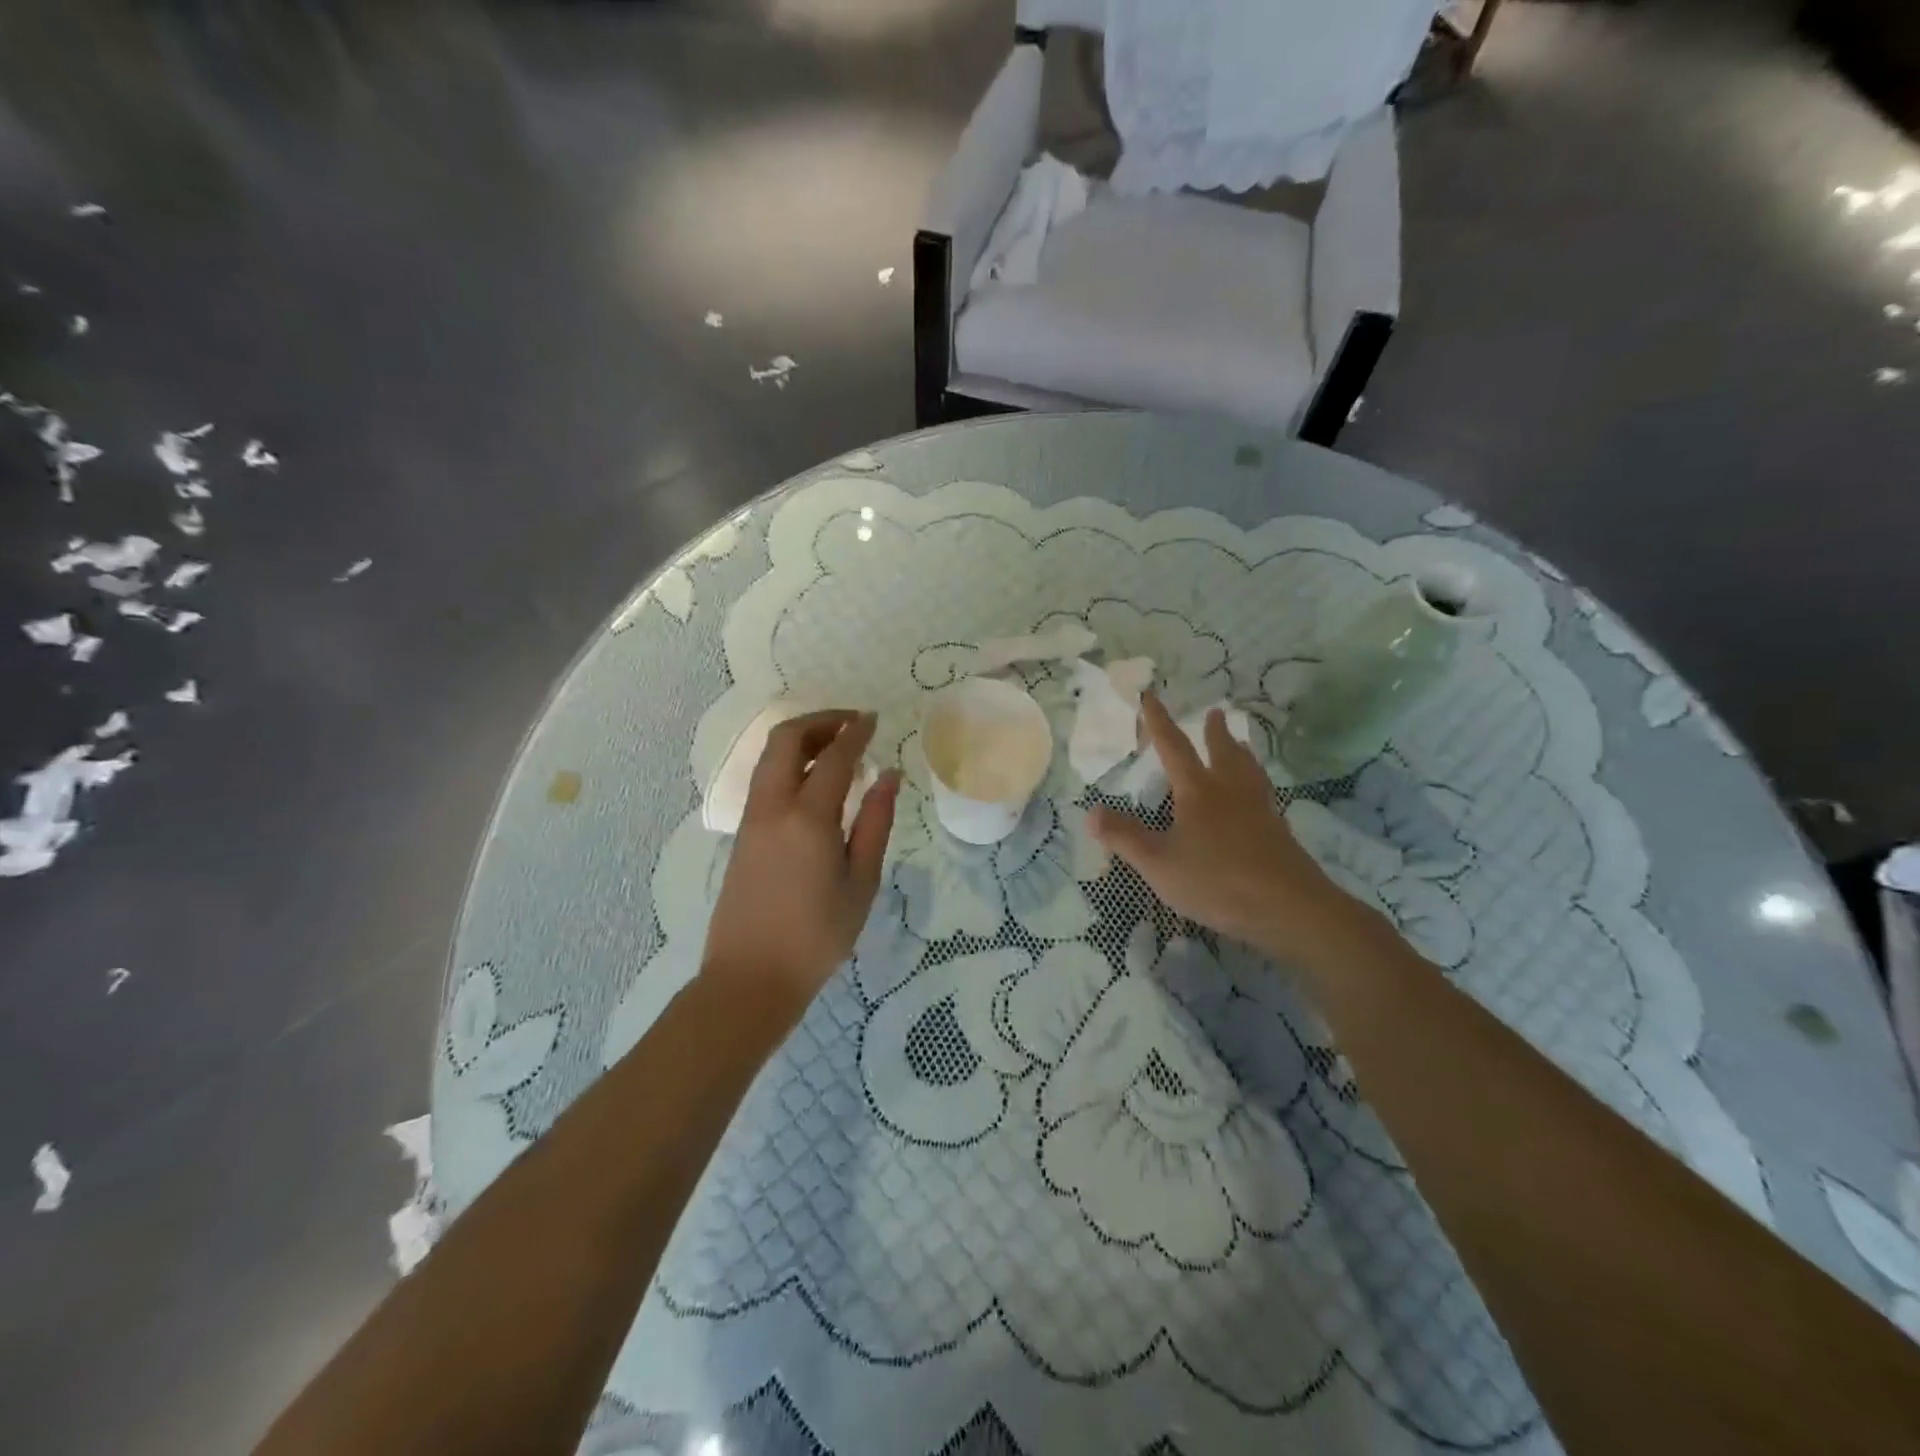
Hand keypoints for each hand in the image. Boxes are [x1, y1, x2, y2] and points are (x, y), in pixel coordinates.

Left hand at [702, 710, 899, 1010]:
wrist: (751, 977)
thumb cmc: (817, 936)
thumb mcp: (861, 882)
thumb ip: (876, 823)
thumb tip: (888, 776)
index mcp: (808, 817)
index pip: (834, 757)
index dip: (856, 732)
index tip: (875, 719)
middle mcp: (773, 806)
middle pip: (787, 739)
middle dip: (820, 721)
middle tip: (852, 725)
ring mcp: (752, 819)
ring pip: (770, 757)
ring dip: (801, 739)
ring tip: (835, 746)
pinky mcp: (743, 834)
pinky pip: (765, 779)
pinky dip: (789, 763)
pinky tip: (814, 780)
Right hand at [1087, 694, 1382, 971]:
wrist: (1288, 908)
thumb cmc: (1216, 880)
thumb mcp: (1158, 863)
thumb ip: (1124, 837)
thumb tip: (1090, 811)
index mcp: (1198, 791)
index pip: (1174, 747)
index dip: (1158, 722)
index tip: (1150, 697)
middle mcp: (1230, 791)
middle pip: (1222, 752)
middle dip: (1214, 732)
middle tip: (1216, 713)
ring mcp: (1259, 810)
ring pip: (1249, 771)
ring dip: (1241, 753)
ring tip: (1241, 744)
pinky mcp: (1278, 832)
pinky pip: (1264, 795)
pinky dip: (1257, 783)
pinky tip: (1259, 798)